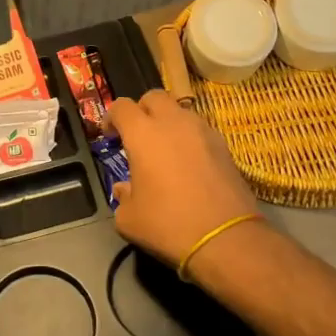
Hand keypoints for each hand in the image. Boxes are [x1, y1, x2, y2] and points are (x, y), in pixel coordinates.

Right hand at [105, 89, 261, 269]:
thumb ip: (122, 197)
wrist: (225, 238)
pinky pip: (199, 130)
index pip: (121, 106)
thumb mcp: (130, 219)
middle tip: (138, 135)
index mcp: (143, 134)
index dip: (111, 117)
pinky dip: (189, 138)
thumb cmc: (168, 224)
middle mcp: (173, 123)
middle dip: (142, 110)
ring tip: (165, 150)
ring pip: (180, 111)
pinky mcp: (224, 146)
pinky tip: (188, 164)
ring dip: (168, 122)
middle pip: (153, 97)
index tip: (110, 136)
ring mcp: (202, 131)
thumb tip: (125, 189)